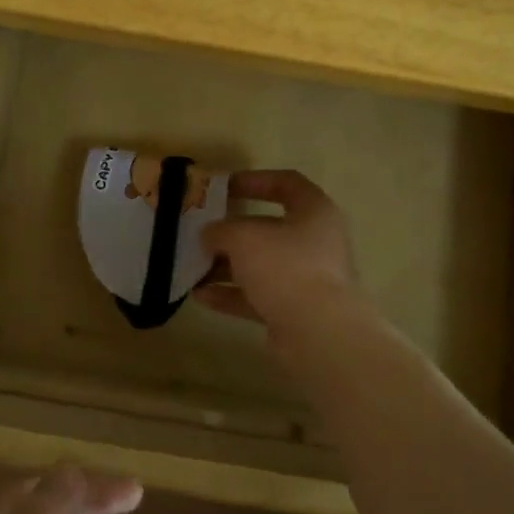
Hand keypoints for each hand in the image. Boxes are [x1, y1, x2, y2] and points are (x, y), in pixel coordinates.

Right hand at [197, 169, 360, 333]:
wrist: (319, 333)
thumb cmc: (286, 267)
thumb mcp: (244, 237)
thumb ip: (221, 230)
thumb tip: (210, 234)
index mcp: (315, 211)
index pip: (287, 183)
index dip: (255, 180)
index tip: (224, 187)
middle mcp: (316, 241)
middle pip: (270, 227)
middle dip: (233, 230)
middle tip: (203, 231)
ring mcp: (308, 278)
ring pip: (262, 264)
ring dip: (227, 265)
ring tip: (194, 266)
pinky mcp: (296, 311)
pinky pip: (259, 296)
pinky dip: (232, 294)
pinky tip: (200, 296)